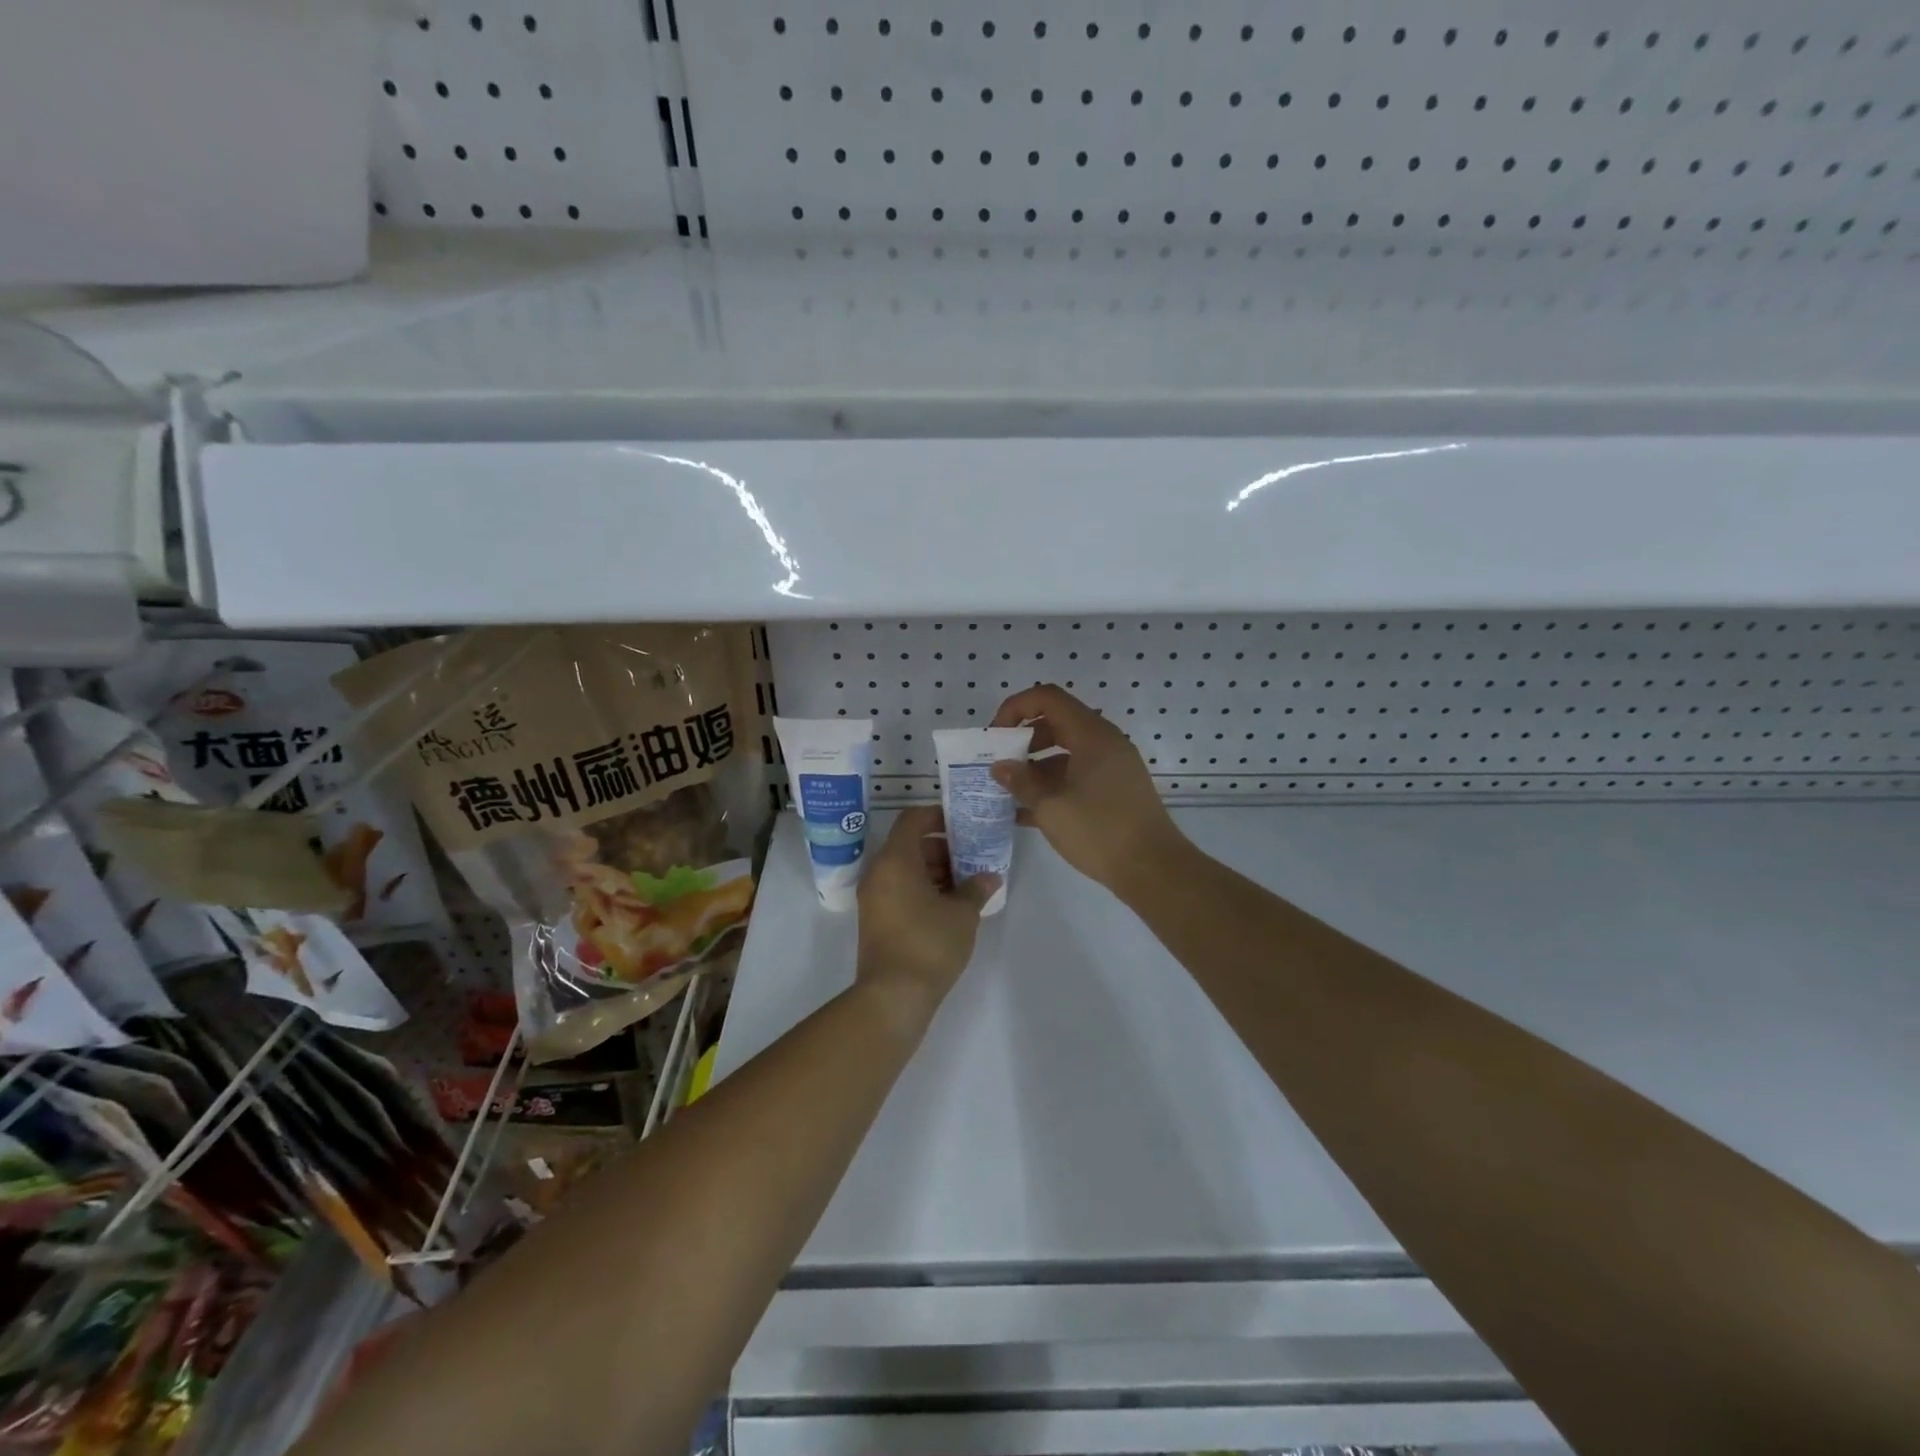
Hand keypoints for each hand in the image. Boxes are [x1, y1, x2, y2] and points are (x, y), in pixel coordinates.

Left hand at [855, 806, 998, 1024]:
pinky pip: (899, 888)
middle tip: (971, 856)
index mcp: (895, 860)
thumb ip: (976, 888)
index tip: (963, 824)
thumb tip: (990, 876)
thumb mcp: (962, 914)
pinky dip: (922, 887)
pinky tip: (950, 904)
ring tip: (966, 882)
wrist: (893, 996)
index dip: (937, 815)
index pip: (912, 819)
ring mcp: (874, 897)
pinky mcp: (876, 918)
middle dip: (942, 846)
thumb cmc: (929, 944)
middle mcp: (879, 872)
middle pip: (909, 844)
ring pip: (905, 868)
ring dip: (934, 869)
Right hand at [989, 684, 1184, 895]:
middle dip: (1023, 739)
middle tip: (1000, 763)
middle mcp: (1105, 742)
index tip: (995, 735)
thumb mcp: (1050, 807)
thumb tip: (1000, 766)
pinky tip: (1028, 812)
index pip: (1048, 698)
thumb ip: (1021, 782)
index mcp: (1091, 735)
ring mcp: (1113, 766)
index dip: (1016, 708)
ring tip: (1009, 791)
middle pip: (1057, 722)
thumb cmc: (1099, 830)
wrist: (1153, 869)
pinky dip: (1054, 784)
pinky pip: (1078, 774)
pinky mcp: (1116, 789)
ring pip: (1066, 751)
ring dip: (1036, 765)